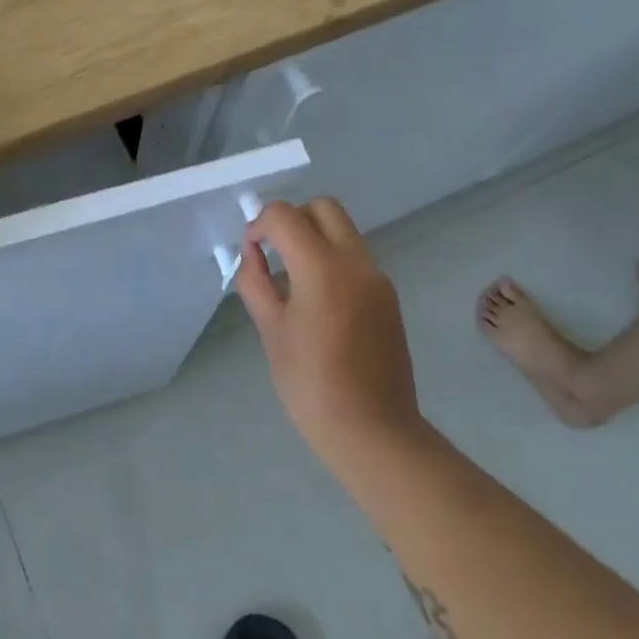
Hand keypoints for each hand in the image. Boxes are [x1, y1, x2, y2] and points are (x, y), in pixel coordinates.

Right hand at [234, 199, 423, 467]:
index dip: (260, 225)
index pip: (285, 216)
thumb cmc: (311, 384)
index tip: (251, 253)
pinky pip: (356, 258)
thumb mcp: (271, 331)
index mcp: (322, 268)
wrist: (373, 430)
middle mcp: (355, 262)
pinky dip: (332, 259)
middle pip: (323, 208)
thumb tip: (251, 255)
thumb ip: (256, 283)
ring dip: (314, 237)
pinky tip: (318, 300)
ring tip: (293, 279)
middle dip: (292, 218)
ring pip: (343, 230)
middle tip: (274, 251)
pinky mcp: (388, 296)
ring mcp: (377, 278)